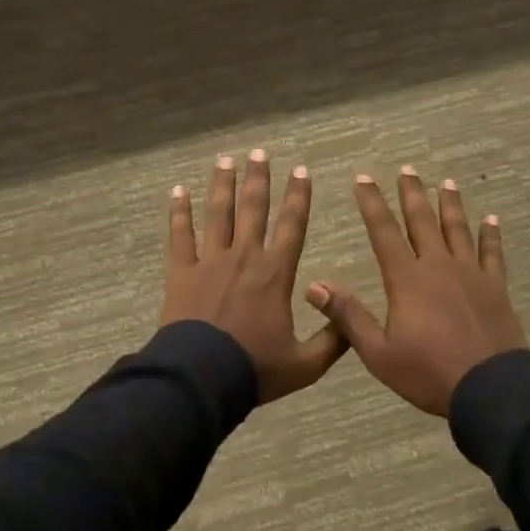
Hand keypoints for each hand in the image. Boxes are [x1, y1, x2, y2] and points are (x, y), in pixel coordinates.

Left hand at [160, 151, 346, 403]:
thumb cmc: (255, 369)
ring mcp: (210, 261)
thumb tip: (352, 321)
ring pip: (218, 214)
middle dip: (258, 179)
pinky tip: (177, 190)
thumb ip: (332, 340)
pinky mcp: (181, 272)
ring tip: (225, 160)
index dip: (299, 197)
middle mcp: (244, 257)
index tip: (301, 170)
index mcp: (276, 274)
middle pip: (253, 209)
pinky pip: (179, 235)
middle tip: (259, 152)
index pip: (292, 226)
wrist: (202, 378)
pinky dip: (178, 212)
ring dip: (222, 185)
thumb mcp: (306, 364)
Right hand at [305, 168, 525, 415]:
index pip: (384, 232)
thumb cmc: (428, 373)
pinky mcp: (495, 287)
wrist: (489, 388)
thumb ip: (348, 316)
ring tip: (446, 183)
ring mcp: (470, 274)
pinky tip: (491, 220)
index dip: (372, 203)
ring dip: (450, 205)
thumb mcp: (378, 353)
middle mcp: (438, 266)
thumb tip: (314, 286)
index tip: (363, 178)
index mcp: (407, 280)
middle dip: (412, 194)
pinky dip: (490, 235)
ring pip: (458, 230)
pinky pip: (492, 253)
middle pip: (422, 221)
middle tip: (407, 169)